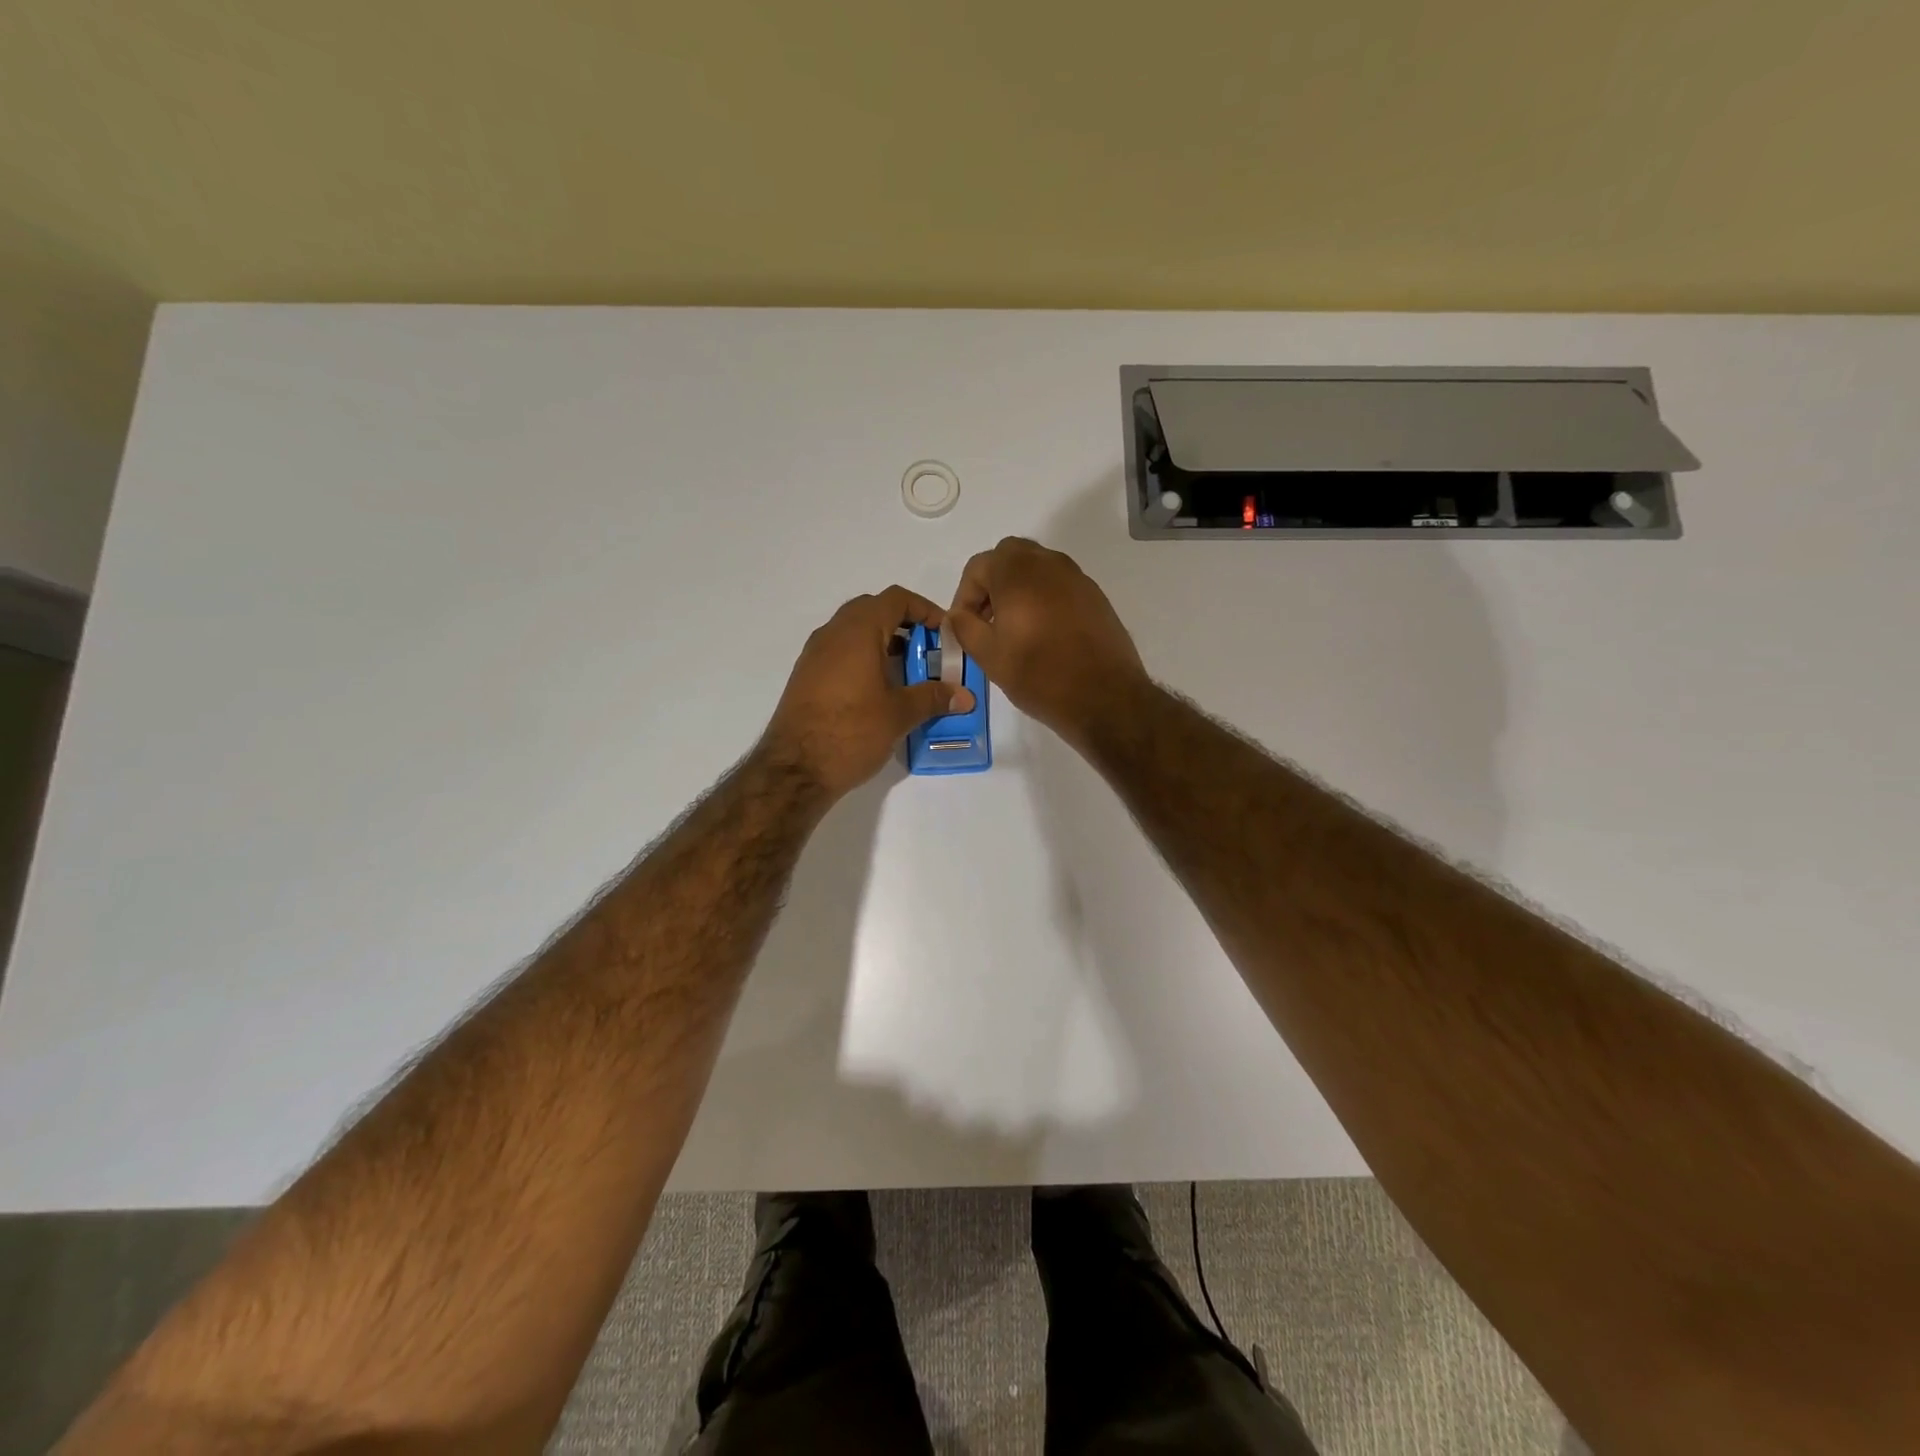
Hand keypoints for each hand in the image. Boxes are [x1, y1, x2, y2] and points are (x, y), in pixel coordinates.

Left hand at [761, 586, 975, 800]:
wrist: (794, 769)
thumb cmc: (851, 732)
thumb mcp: (899, 714)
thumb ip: (933, 697)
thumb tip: (964, 696)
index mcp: (857, 631)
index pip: (896, 599)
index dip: (924, 609)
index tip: (944, 633)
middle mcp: (832, 633)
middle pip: (873, 610)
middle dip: (904, 625)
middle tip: (927, 652)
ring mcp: (815, 655)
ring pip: (854, 633)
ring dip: (883, 643)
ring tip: (908, 674)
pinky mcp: (806, 677)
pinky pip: (841, 653)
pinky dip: (864, 659)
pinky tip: (879, 691)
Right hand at [944, 537, 1146, 746]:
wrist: (1105, 696)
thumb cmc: (1039, 675)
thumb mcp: (989, 656)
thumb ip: (965, 628)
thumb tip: (957, 615)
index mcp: (1017, 573)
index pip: (978, 566)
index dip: (964, 595)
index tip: (965, 626)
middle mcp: (1048, 564)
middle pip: (1009, 556)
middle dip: (992, 583)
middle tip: (987, 619)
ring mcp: (1076, 577)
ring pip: (1037, 567)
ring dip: (1018, 588)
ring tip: (1013, 628)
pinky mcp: (1095, 596)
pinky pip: (1059, 584)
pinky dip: (1043, 597)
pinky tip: (1043, 634)